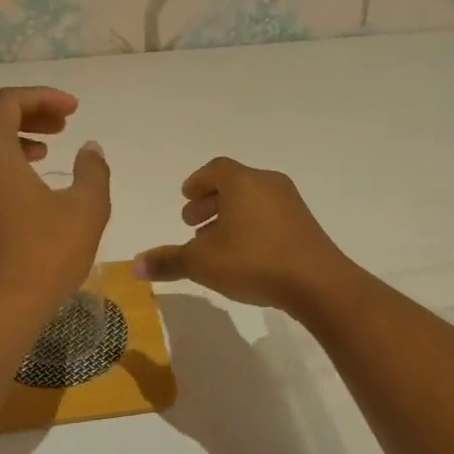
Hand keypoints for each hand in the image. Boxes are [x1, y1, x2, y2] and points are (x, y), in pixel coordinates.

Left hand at [0, 87, 110, 323]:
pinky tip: (20, 195)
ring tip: (42, 156)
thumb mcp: (86, 211)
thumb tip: (90, 149)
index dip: (42, 97)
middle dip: (22, 113)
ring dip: (5, 139)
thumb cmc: (45, 258)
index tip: (74, 112)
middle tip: (58, 128)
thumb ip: (93, 171)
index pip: (8, 101)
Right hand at [133, 157, 352, 313]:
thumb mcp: (202, 263)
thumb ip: (168, 261)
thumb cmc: (254, 262)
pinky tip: (243, 254)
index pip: (215, 169)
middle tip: (192, 223)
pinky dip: (250, 225)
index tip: (185, 198)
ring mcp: (291, 204)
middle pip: (234, 184)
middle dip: (210, 201)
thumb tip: (134, 265)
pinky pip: (269, 215)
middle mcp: (268, 184)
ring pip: (252, 200)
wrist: (318, 283)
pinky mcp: (305, 225)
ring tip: (214, 243)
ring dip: (230, 216)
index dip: (197, 182)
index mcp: (242, 182)